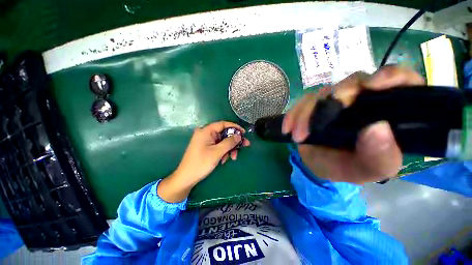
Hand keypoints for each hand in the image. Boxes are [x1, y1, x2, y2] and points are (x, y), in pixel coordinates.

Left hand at [157, 121, 249, 202]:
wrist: (186, 178)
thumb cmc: (201, 163)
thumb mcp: (217, 152)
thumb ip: (229, 142)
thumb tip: (239, 136)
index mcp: (206, 131)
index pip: (223, 124)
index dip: (235, 127)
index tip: (244, 133)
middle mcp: (206, 133)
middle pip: (224, 133)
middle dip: (234, 141)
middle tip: (244, 146)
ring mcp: (206, 140)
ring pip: (223, 141)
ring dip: (229, 148)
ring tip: (232, 158)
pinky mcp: (206, 147)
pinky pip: (218, 146)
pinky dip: (223, 152)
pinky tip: (224, 160)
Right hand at [282, 66, 423, 183]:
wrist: (319, 165)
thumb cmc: (347, 167)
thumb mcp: (367, 171)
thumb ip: (380, 157)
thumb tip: (378, 128)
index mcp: (386, 112)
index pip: (401, 82)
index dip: (391, 76)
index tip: (373, 85)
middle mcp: (362, 100)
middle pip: (353, 83)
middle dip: (335, 100)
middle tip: (318, 123)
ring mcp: (335, 100)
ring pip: (322, 93)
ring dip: (306, 114)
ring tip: (298, 136)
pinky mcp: (314, 105)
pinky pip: (302, 102)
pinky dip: (293, 115)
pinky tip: (288, 128)